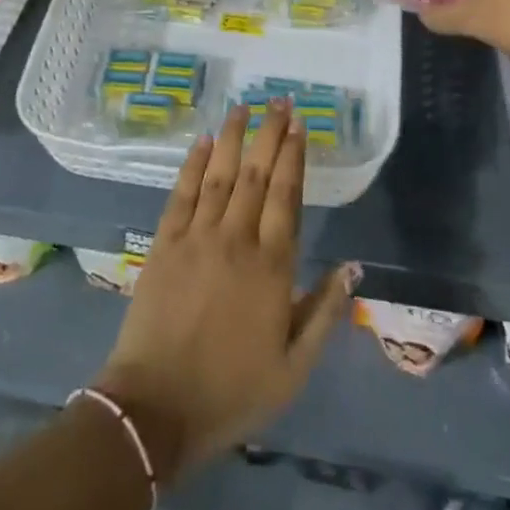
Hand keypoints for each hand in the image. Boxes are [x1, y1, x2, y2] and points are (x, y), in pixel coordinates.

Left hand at [94, 101, 358, 486]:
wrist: (156, 409)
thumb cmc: (232, 391)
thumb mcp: (293, 367)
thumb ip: (325, 312)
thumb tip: (352, 267)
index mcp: (271, 266)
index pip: (287, 195)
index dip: (295, 156)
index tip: (301, 124)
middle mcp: (236, 239)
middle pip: (257, 174)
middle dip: (271, 133)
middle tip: (280, 100)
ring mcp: (197, 236)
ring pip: (220, 173)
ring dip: (234, 137)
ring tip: (244, 106)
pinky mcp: (164, 243)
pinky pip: (182, 192)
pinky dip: (193, 163)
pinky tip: (203, 140)